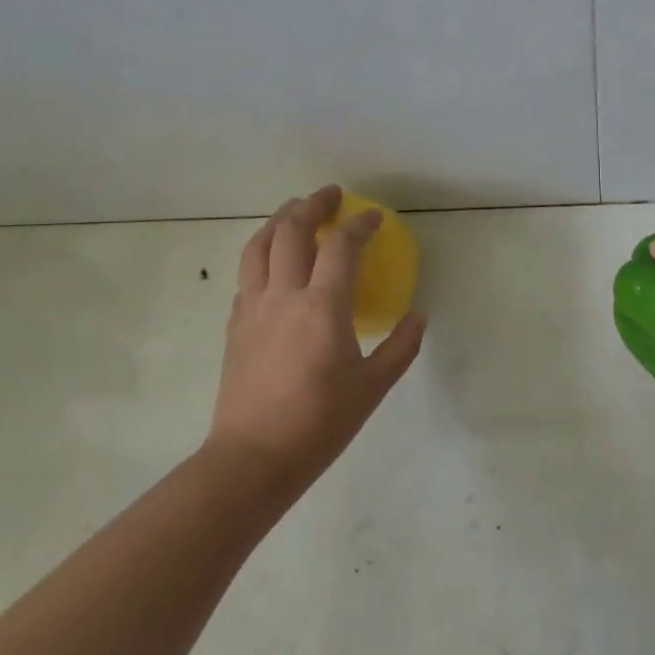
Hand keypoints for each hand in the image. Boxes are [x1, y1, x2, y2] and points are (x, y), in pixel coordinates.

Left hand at [210, 185, 424, 478]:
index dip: (359, 225)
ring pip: (259, 245)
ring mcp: (253, 308)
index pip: (341, 247)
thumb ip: (400, 347)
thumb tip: (419, 317)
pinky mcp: (235, 325)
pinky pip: (247, 274)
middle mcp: (284, 295)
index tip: (374, 217)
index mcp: (322, 306)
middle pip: (292, 230)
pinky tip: (274, 262)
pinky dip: (263, 253)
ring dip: (279, 219)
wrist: (253, 459)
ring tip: (295, 210)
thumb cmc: (319, 423)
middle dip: (313, 205)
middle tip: (331, 195)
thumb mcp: (373, 387)